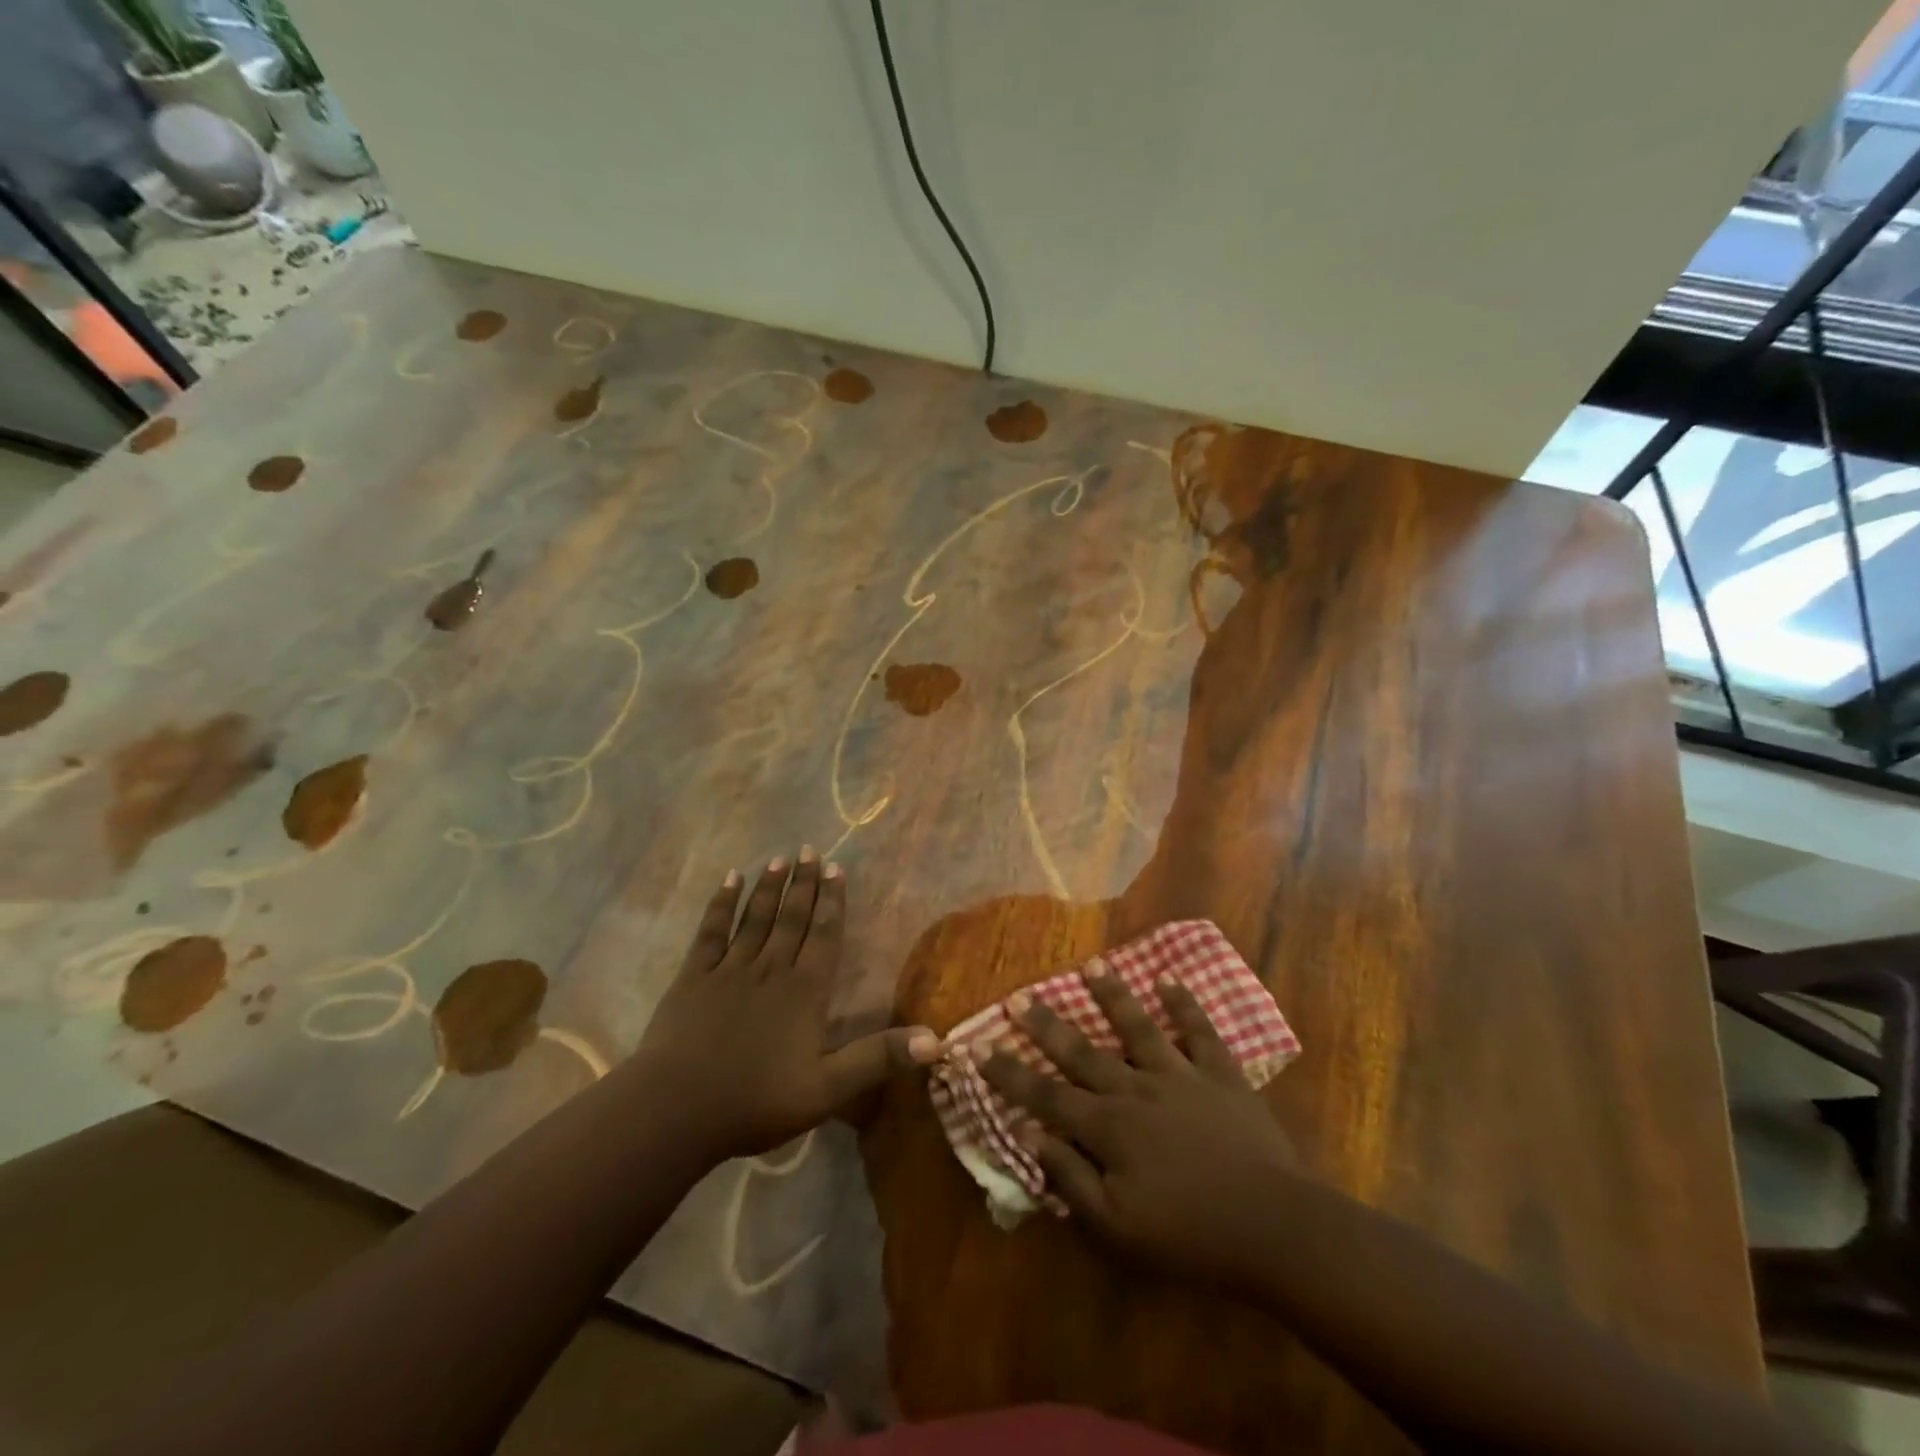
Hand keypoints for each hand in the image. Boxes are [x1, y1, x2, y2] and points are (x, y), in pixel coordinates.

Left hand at [635, 851, 939, 1161]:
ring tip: (780, 858)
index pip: (824, 935)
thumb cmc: (756, 1102)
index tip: (836, 868)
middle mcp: (771, 969)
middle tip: (810, 850)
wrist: (677, 1110)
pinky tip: (729, 880)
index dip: (832, 901)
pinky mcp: (693, 977)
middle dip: (804, 883)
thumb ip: (878, 1059)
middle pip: (791, 918)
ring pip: (755, 918)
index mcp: (804, 992)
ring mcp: (729, 969)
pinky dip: (721, 904)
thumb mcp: (828, 1089)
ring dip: (770, 887)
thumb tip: (936, 1039)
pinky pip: (711, 931)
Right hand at [979, 966, 1299, 1286]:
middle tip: (1019, 996)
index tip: (979, 1048)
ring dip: (1113, 996)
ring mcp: (1180, 1076)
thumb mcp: (1118, 1229)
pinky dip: (1184, 1005)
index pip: (1045, 1096)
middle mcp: (1136, 1089)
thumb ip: (1071, 1180)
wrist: (1273, 1228)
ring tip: (1092, 965)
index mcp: (1108, 1127)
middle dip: (1046, 1025)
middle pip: (1082, 1052)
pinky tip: (1169, 979)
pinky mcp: (1221, 1075)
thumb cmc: (1189, 1236)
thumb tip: (1030, 1135)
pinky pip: (1199, 1032)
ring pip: (1137, 1027)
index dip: (1009, 1073)